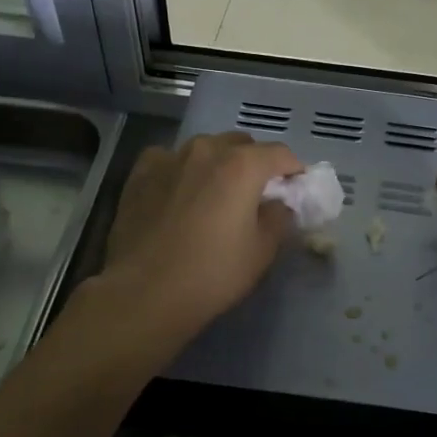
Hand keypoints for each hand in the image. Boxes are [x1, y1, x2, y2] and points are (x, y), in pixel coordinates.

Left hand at [97, 132, 302, 343]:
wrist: (144, 292)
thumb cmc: (212, 273)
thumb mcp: (262, 251)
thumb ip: (278, 217)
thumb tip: (278, 204)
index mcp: (242, 166)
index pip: (280, 154)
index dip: (293, 170)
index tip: (295, 189)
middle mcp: (207, 151)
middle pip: (241, 144)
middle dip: (254, 163)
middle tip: (256, 193)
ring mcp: (170, 158)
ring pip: (205, 148)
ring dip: (218, 163)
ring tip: (216, 192)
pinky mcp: (141, 172)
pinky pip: (170, 159)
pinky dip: (181, 169)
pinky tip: (179, 192)